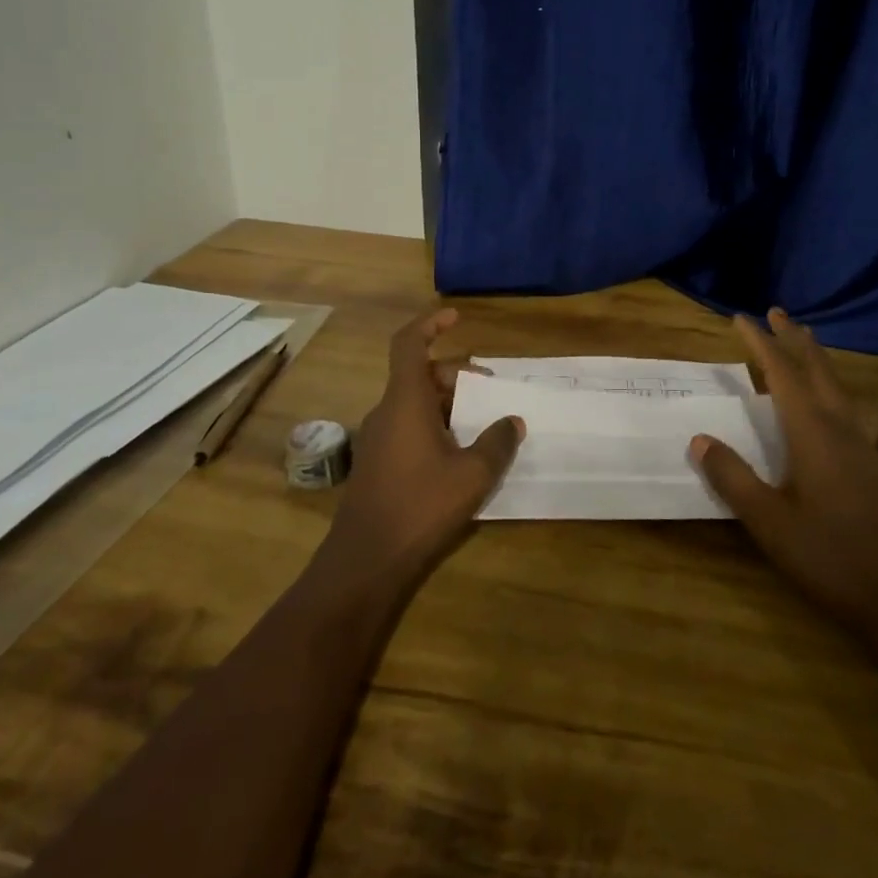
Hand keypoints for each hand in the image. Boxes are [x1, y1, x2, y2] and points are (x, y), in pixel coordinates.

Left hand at [323, 308, 522, 581]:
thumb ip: (496, 442)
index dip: (430, 324)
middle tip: (491, 389)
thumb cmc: (420, 506)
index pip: (409, 344)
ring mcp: (379, 438)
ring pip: (416, 403)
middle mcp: (387, 411)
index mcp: (405, 401)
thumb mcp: (472, 474)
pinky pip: (409, 426)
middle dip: (457, 375)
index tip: (456, 316)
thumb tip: (513, 421)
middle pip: (421, 375)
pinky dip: (436, 424)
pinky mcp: (379, 463)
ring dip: (449, 403)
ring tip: (483, 421)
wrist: (365, 561)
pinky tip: (461, 452)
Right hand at [691, 309, 877, 633]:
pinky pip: (842, 404)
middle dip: (793, 338)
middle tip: (776, 312)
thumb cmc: (829, 555)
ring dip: (813, 357)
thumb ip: (733, 478)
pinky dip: (824, 383)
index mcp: (812, 432)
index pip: (782, 373)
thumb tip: (700, 439)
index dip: (760, 343)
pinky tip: (820, 399)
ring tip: (799, 340)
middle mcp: (839, 427)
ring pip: (834, 385)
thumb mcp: (768, 521)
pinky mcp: (869, 463)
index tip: (740, 318)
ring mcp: (859, 444)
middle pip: (816, 368)